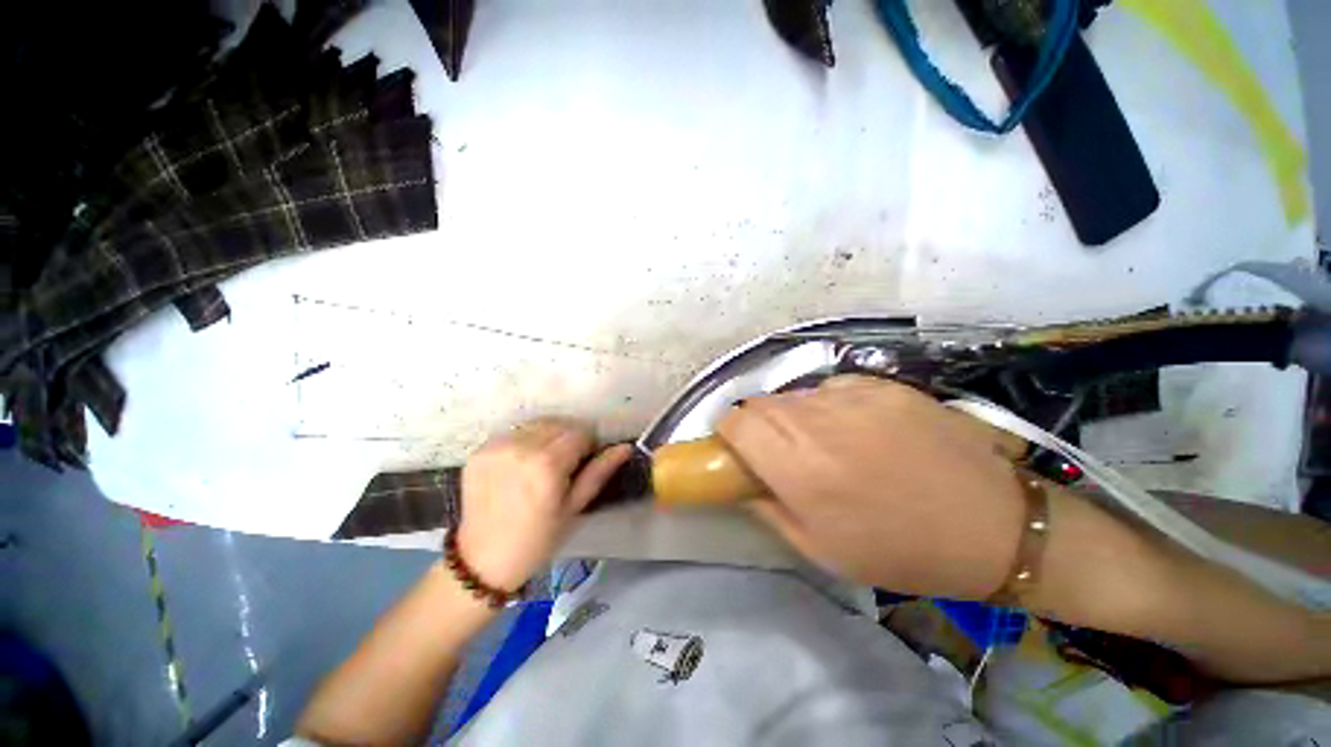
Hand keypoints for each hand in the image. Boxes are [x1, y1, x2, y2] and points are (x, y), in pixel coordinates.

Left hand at [457, 419, 630, 590]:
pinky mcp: (480, 450)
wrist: (483, 560)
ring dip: (547, 436)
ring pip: (537, 424)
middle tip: (565, 464)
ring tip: (543, 463)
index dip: (588, 445)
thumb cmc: (538, 539)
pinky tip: (522, 464)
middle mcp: (520, 447)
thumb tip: (625, 447)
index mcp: (547, 464)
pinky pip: (514, 433)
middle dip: (568, 438)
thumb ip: (599, 472)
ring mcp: (496, 447)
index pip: (580, 432)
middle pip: (559, 424)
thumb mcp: (574, 507)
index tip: (584, 462)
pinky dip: (525, 441)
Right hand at [718, 376, 1026, 598]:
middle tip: (779, 452)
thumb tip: (741, 479)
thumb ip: (766, 506)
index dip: (729, 432)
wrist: (994, 525)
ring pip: (793, 395)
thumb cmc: (899, 550)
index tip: (738, 449)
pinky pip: (831, 387)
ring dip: (793, 416)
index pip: (735, 421)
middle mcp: (818, 421)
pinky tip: (857, 428)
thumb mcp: (818, 548)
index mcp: (798, 467)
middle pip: (759, 403)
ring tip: (822, 442)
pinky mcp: (882, 384)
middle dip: (757, 425)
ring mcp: (853, 397)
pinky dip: (828, 405)